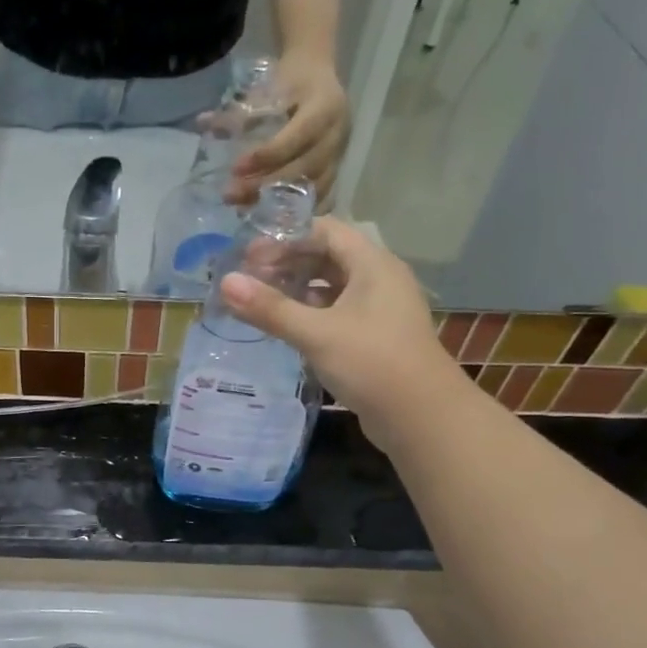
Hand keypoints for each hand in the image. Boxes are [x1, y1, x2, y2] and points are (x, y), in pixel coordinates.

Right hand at [218, 217, 454, 453]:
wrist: (421, 417)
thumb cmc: (372, 363)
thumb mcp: (316, 333)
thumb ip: (270, 308)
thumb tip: (225, 283)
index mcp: (372, 265)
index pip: (326, 230)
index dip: (286, 238)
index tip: (249, 256)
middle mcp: (379, 279)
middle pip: (328, 257)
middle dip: (288, 264)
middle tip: (249, 280)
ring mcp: (379, 310)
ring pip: (332, 287)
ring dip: (298, 291)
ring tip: (262, 303)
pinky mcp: (374, 337)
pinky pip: (337, 313)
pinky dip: (311, 314)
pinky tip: (287, 329)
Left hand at [228, 51, 349, 205]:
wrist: (318, 74)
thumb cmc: (289, 80)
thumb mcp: (267, 86)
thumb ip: (238, 111)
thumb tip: (202, 122)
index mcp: (325, 106)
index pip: (297, 137)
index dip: (267, 155)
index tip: (236, 168)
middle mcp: (337, 133)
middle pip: (304, 168)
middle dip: (266, 185)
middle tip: (231, 195)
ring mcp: (339, 155)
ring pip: (311, 188)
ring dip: (276, 202)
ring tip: (242, 208)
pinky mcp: (336, 171)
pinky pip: (319, 197)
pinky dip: (293, 208)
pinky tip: (267, 216)